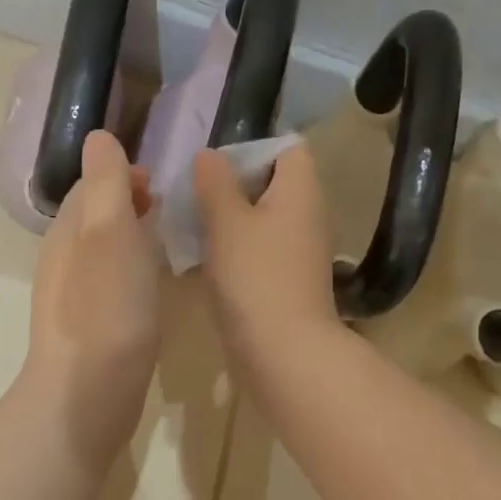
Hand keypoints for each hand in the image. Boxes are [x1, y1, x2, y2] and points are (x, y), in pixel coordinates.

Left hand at [21, 131, 161, 460]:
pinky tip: (151, 290)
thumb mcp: (109, 233)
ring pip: (103, 253)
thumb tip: (98, 138)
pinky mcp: (90, 330)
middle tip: (167, 210)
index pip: (90, 186)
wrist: (88, 393)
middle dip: (128, 204)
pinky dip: (131, 274)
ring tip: (165, 244)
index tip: (159, 184)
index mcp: (67, 232)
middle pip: (95, 218)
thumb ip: (105, 184)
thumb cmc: (106, 308)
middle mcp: (64, 260)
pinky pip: (110, 286)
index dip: (122, 176)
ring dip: (131, 239)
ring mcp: (73, 299)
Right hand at [192, 143, 338, 392]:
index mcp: (301, 189)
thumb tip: (209, 156)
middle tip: (194, 198)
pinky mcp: (288, 280)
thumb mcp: (227, 222)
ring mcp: (300, 250)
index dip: (251, 149)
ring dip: (230, 221)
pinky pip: (261, 250)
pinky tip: (206, 262)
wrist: (284, 351)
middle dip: (232, 187)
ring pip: (263, 219)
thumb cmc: (255, 277)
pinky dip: (237, 250)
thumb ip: (215, 183)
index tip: (214, 169)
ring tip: (192, 228)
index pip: (287, 148)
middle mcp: (308, 214)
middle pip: (272, 183)